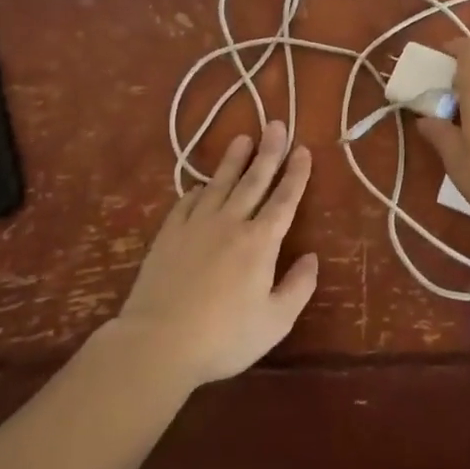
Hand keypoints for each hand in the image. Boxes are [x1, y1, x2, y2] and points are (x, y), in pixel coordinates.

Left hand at [107, 120, 318, 390]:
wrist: (157, 343)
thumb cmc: (223, 337)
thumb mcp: (275, 321)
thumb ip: (298, 287)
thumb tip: (312, 258)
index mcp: (261, 242)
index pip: (284, 199)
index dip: (296, 173)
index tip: (303, 149)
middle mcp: (231, 223)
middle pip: (254, 180)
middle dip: (269, 152)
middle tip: (276, 125)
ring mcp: (196, 226)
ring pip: (220, 183)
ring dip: (234, 160)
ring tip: (243, 138)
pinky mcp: (169, 235)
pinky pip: (188, 202)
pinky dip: (199, 189)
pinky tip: (203, 185)